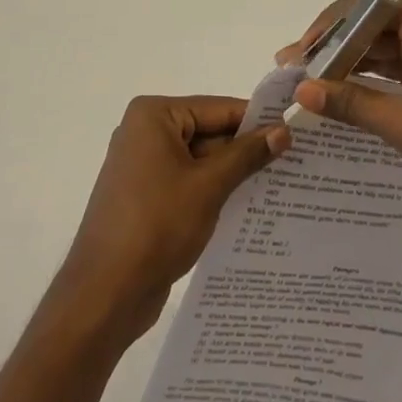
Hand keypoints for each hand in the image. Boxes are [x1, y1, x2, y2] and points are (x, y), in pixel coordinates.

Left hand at [56, 96, 289, 341]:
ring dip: (233, 173)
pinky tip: (250, 207)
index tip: (296, 131)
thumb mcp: (209, 186)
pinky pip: (189, 182)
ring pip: (201, 160)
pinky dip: (214, 191)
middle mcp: (145, 132)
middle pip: (209, 132)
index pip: (218, 108)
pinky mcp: (146, 197)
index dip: (257, 120)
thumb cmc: (156, 225)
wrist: (104, 293)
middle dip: (247, 149)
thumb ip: (246, 155)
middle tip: (295, 161)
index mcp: (154, 116)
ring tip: (282, 184)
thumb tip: (282, 131)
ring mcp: (143, 166)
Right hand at [279, 0, 401, 242]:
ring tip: (308, 87)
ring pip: (384, 54)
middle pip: (374, 27)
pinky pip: (397, 78)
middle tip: (295, 70)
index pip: (370, 3)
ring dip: (348, 67)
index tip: (303, 50)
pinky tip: (341, 103)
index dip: (333, 21)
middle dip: (334, 46)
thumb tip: (303, 89)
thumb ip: (353, 103)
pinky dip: (369, 87)